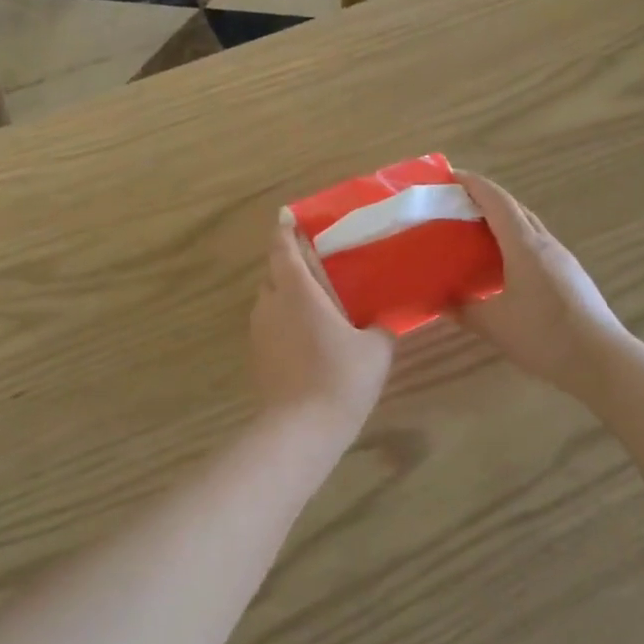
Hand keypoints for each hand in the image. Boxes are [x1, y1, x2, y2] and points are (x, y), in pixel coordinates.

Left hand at [251, 220, 393, 437]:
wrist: (301, 428)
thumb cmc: (341, 378)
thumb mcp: (375, 349)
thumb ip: (380, 325)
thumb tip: (387, 317)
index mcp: (297, 290)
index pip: (284, 248)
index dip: (285, 230)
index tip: (288, 216)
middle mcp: (271, 303)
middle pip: (274, 271)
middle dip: (289, 262)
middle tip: (317, 262)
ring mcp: (259, 329)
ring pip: (270, 298)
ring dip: (286, 292)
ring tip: (315, 299)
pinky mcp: (257, 353)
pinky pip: (269, 322)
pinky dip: (284, 318)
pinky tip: (306, 333)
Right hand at [454, 172, 630, 398]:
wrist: (602, 362)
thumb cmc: (544, 335)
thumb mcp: (493, 325)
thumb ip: (462, 309)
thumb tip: (439, 300)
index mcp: (525, 246)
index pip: (497, 201)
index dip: (473, 184)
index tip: (449, 175)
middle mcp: (545, 245)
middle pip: (514, 209)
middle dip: (485, 199)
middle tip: (455, 204)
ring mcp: (561, 260)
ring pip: (527, 228)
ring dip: (501, 222)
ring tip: (473, 232)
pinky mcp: (569, 277)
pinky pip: (535, 247)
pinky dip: (513, 243)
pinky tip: (501, 265)